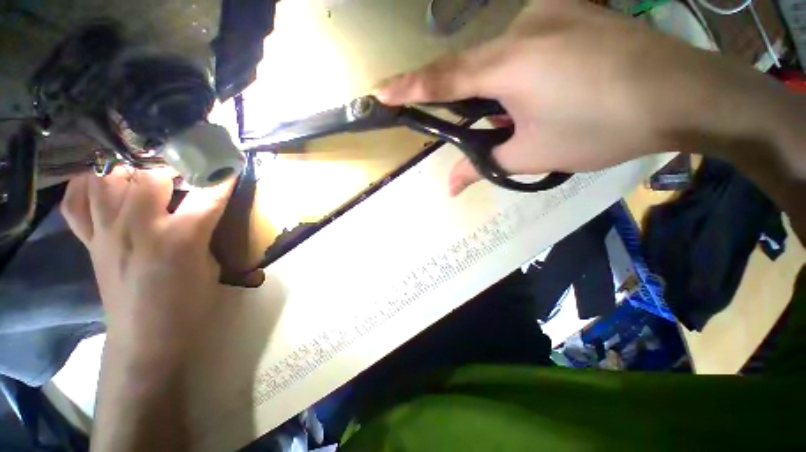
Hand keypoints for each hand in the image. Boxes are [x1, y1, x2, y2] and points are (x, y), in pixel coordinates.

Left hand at [61, 168, 233, 361]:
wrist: (146, 338)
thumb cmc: (189, 304)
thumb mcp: (211, 267)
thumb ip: (204, 233)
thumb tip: (202, 211)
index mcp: (180, 239)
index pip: (207, 195)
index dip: (221, 178)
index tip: (229, 165)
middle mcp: (138, 228)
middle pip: (149, 176)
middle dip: (172, 168)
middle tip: (185, 173)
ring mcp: (107, 233)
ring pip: (108, 180)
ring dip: (129, 172)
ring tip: (144, 177)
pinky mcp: (90, 242)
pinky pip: (77, 202)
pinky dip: (88, 187)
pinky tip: (104, 187)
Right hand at [377, 0, 768, 194]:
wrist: (685, 95)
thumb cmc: (603, 126)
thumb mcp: (532, 154)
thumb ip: (483, 166)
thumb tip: (449, 186)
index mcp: (508, 63)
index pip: (442, 79)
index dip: (408, 87)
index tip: (379, 92)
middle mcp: (522, 27)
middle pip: (471, 68)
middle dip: (470, 101)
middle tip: (488, 125)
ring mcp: (550, 12)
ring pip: (501, 55)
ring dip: (501, 89)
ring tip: (529, 111)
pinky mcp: (573, 10)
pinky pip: (530, 41)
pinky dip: (525, 69)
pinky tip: (552, 86)